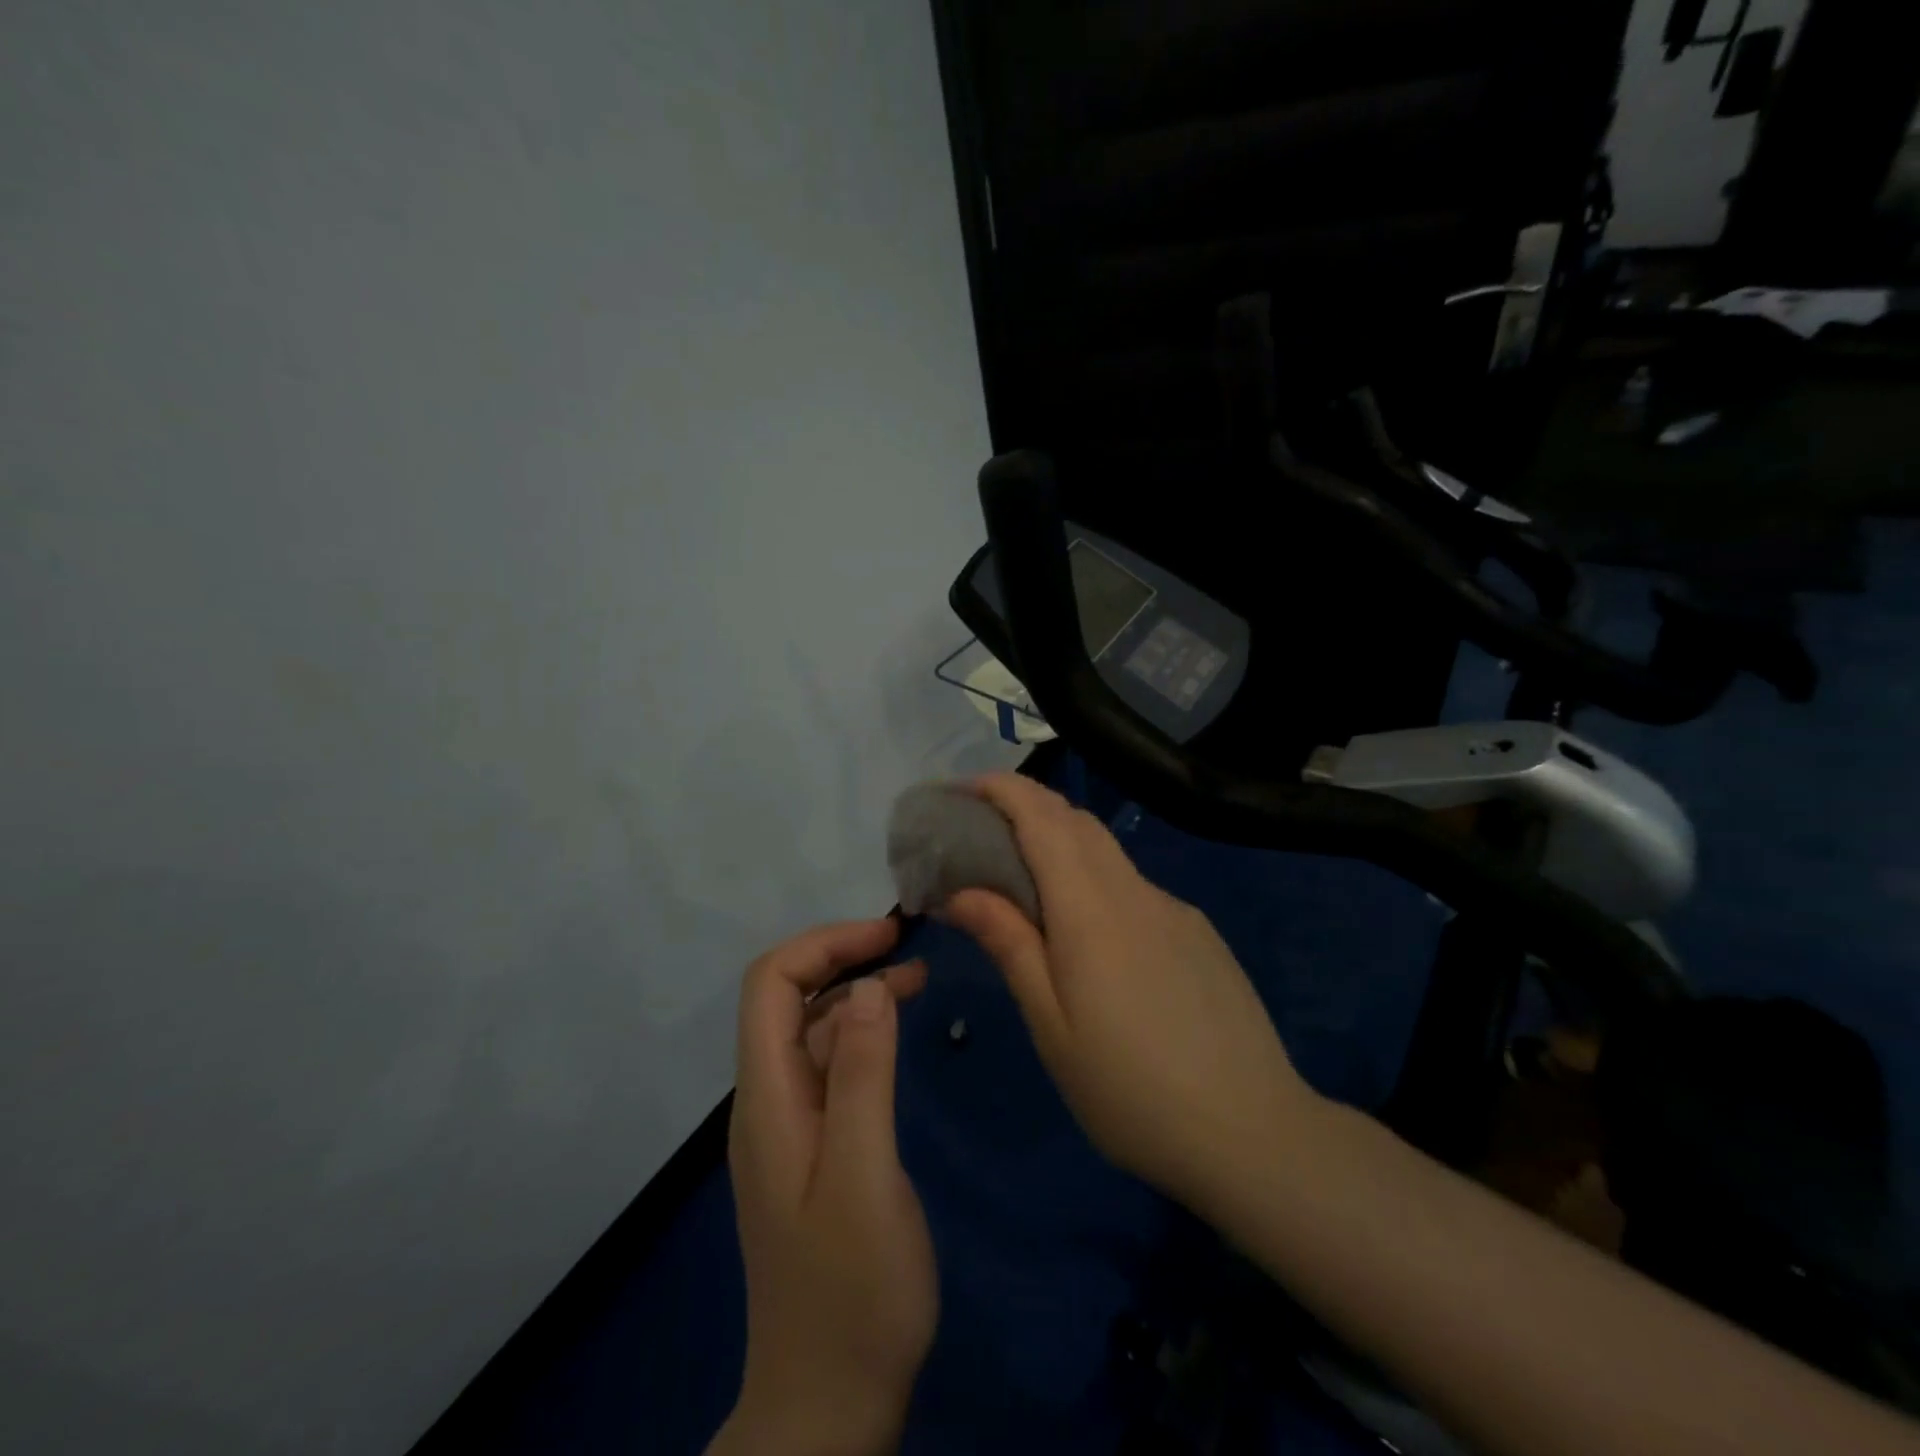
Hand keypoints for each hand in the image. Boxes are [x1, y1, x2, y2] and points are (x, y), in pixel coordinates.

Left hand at [714, 919, 936, 1455]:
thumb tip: (866, 987)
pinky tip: (897, 1034)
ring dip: (857, 993)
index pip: (771, 985)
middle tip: (908, 948)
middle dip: (842, 958)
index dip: (823, 945)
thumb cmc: (852, 1292)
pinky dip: (862, 1034)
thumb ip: (862, 1076)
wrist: (828, 1403)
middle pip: (788, 999)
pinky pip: (829, 1067)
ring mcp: (789, 1125)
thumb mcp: (865, 1176)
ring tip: (918, 979)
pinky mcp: (813, 1147)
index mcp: (768, 1099)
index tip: (886, 936)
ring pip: (812, 1030)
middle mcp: (768, 1100)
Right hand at [941, 775, 1319, 1207]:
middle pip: (1075, 821)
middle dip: (1024, 806)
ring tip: (1021, 877)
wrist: (1254, 1133)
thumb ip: (1009, 944)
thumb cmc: (1131, 1091)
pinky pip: (1133, 885)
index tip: (960, 789)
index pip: (1042, 817)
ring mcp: (1174, 909)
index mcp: (1092, 910)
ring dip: (1058, 842)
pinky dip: (1094, 880)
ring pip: (1106, 851)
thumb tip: (960, 890)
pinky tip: (1087, 932)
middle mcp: (1135, 892)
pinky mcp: (1197, 932)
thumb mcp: (1052, 1025)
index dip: (1000, 789)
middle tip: (978, 831)